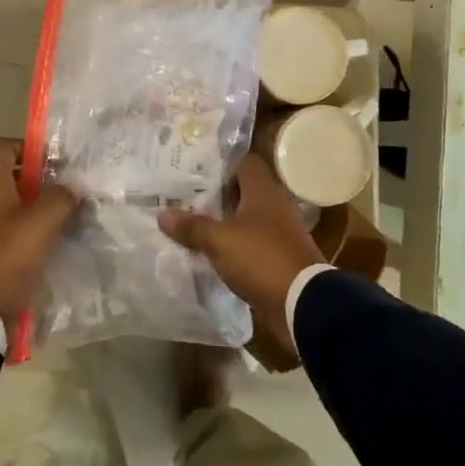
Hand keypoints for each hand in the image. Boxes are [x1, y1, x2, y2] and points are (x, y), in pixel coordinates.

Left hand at [0, 138, 78, 323]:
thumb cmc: (8, 256)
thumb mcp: (41, 220)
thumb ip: (61, 198)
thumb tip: (71, 190)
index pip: (2, 148)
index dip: (27, 145)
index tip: (55, 159)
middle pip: (15, 178)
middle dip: (44, 180)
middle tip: (73, 188)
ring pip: (21, 208)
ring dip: (45, 209)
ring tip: (74, 215)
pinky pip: (21, 235)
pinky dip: (40, 235)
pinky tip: (62, 243)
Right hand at [159, 154, 323, 353]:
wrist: (302, 302)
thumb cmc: (260, 258)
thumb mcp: (219, 241)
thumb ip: (192, 226)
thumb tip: (162, 213)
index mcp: (263, 191)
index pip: (245, 163)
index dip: (222, 165)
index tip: (196, 173)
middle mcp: (276, 206)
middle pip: (245, 192)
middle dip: (219, 196)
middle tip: (187, 200)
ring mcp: (282, 232)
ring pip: (249, 219)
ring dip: (227, 223)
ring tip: (195, 227)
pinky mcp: (282, 257)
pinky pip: (254, 244)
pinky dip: (237, 247)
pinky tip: (216, 254)